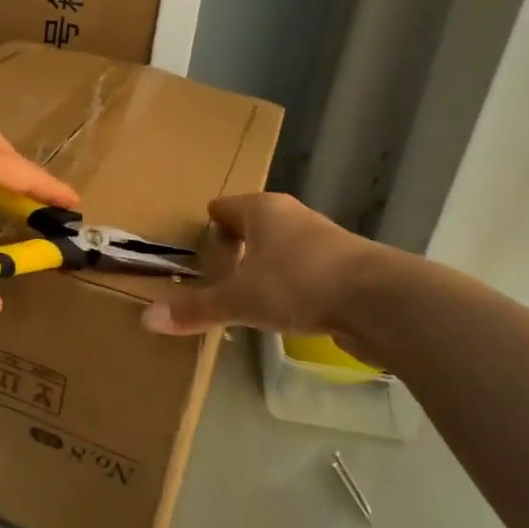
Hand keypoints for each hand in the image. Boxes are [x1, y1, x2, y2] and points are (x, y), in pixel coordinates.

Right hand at [142, 193, 383, 349]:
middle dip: (234, 246)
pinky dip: (289, 286)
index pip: (224, 207)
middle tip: (211, 272)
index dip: (207, 224)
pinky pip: (304, 272)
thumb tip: (146, 320)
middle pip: (254, 226)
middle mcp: (293, 217)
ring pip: (281, 249)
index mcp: (263, 210)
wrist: (381, 301)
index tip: (192, 245)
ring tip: (242, 293)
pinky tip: (281, 310)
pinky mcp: (345, 270)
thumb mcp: (239, 299)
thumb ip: (196, 309)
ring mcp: (323, 242)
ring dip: (264, 267)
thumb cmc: (300, 283)